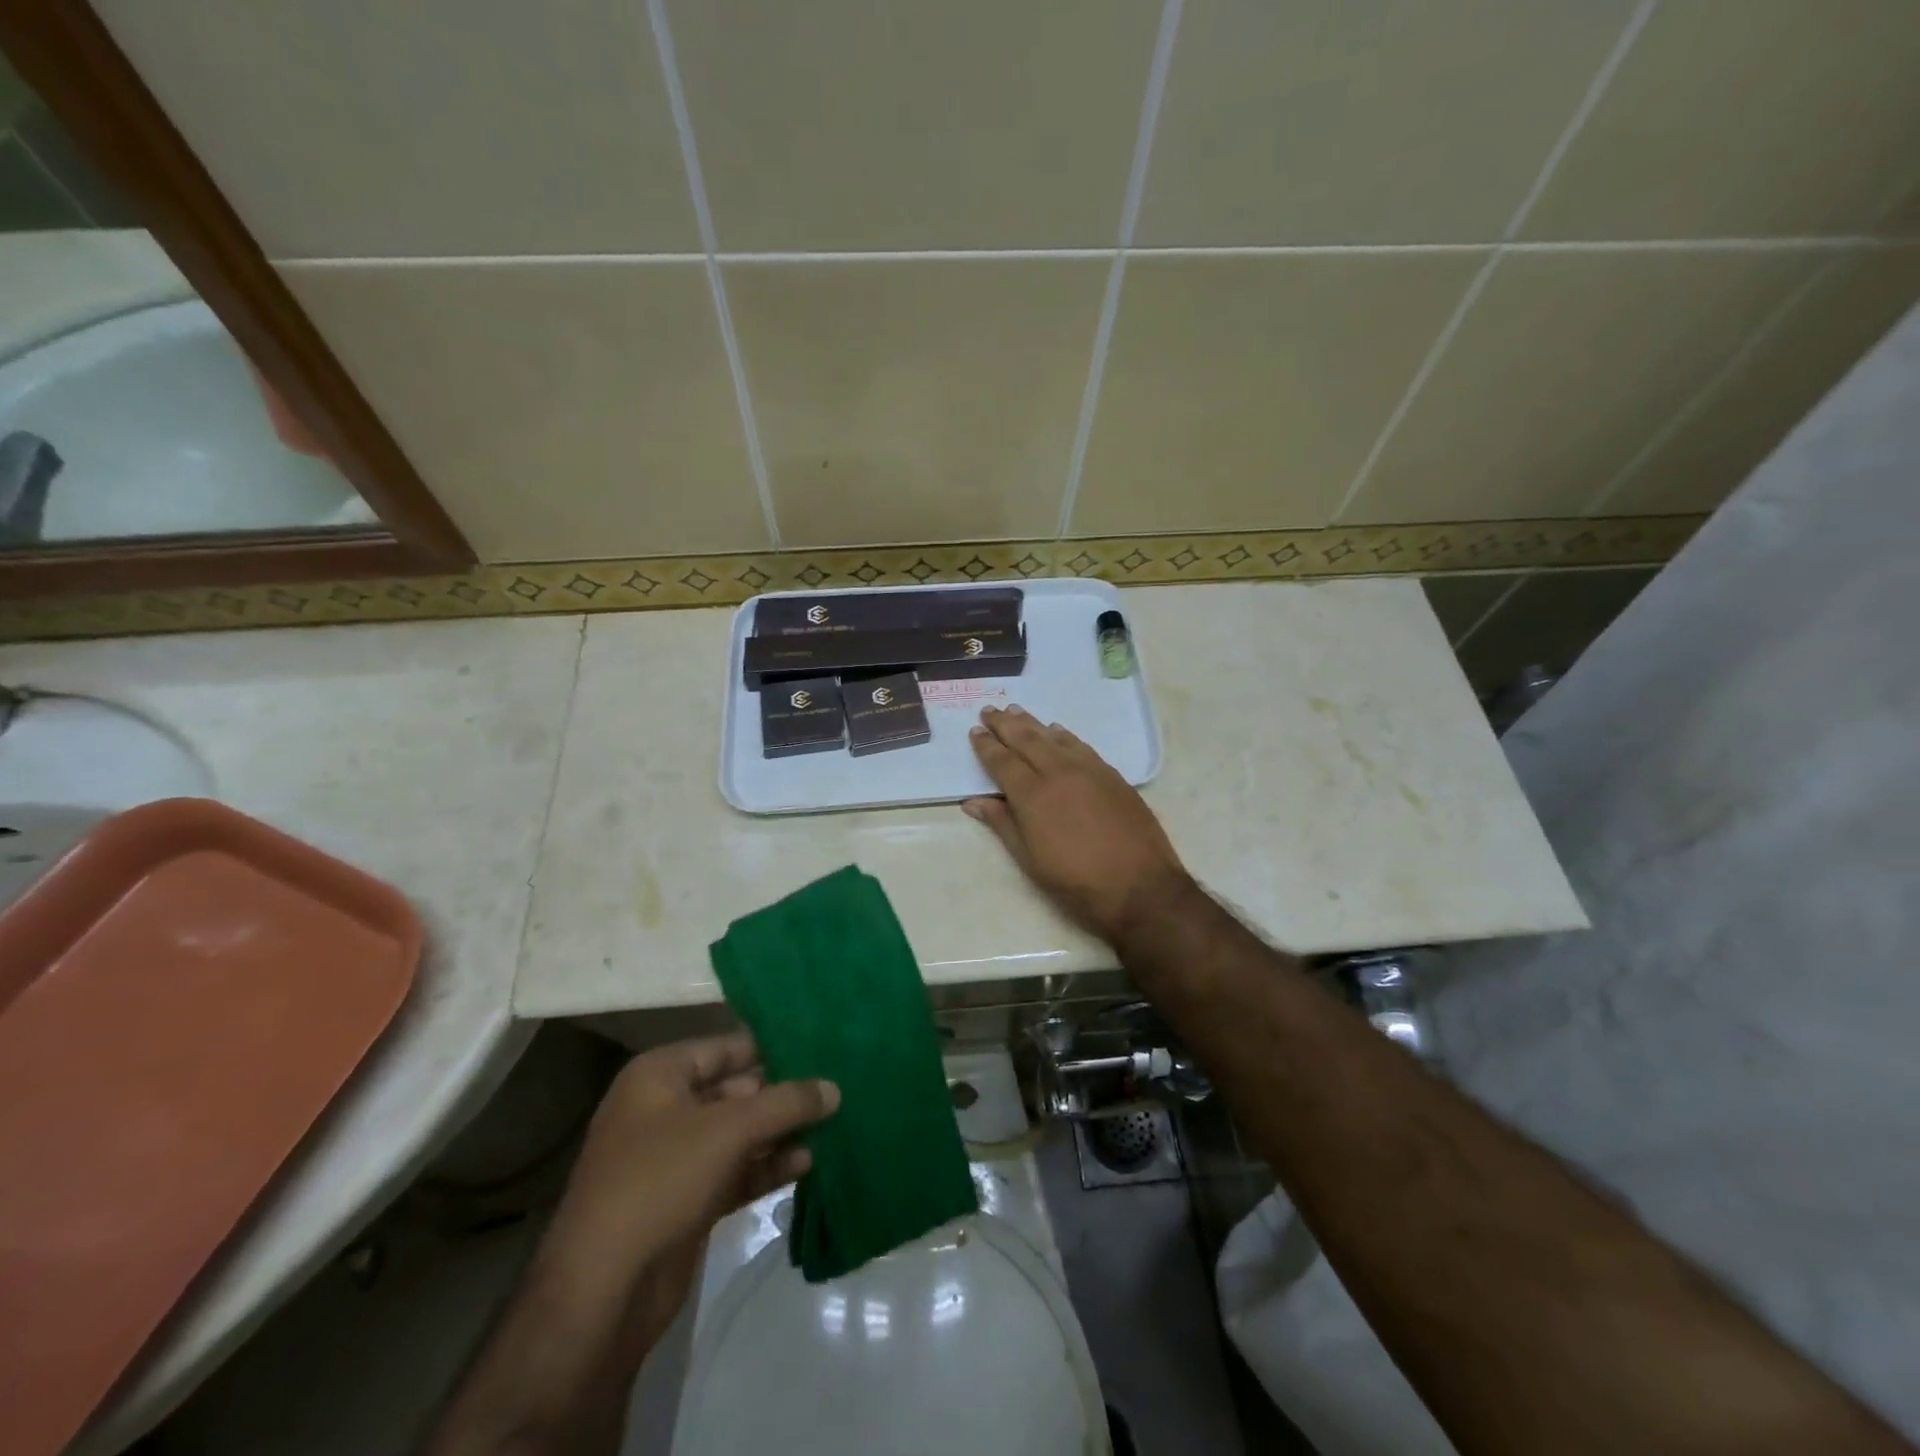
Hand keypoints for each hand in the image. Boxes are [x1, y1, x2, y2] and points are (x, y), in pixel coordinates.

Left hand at [545, 1033, 837, 1313]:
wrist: (602, 1294)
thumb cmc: (660, 1181)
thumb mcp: (729, 1130)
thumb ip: (786, 1103)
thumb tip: (834, 1088)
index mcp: (660, 1075)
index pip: (727, 1047)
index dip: (773, 1047)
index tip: (822, 1047)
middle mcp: (665, 1109)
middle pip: (737, 1090)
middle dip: (783, 1094)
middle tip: (836, 1090)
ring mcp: (674, 1158)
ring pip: (739, 1133)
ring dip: (780, 1133)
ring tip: (831, 1128)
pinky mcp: (687, 1200)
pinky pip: (735, 1171)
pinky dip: (767, 1167)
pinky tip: (807, 1165)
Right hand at [964, 704, 1191, 943]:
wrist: (1140, 886)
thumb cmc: (1076, 881)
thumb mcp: (1030, 860)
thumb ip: (1002, 824)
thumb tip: (973, 802)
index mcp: (1032, 795)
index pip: (1002, 761)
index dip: (986, 746)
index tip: (975, 731)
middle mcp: (1058, 772)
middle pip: (1026, 740)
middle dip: (1005, 724)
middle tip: (990, 710)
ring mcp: (1088, 770)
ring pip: (1054, 737)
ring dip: (1032, 723)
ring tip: (1016, 711)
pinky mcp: (1112, 775)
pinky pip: (1081, 745)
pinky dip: (1064, 735)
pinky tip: (1058, 731)